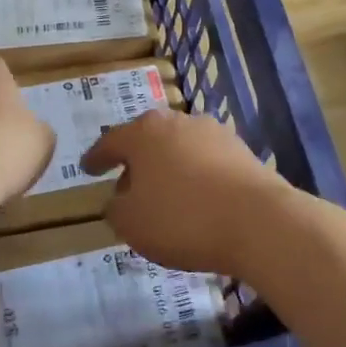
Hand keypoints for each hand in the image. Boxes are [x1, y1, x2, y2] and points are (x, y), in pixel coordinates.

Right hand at [81, 110, 296, 280]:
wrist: (258, 221)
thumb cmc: (182, 219)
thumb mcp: (132, 223)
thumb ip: (116, 208)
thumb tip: (118, 199)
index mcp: (144, 133)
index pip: (111, 142)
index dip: (96, 158)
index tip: (88, 169)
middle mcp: (178, 122)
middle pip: (148, 139)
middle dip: (135, 161)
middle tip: (126, 185)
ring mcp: (213, 133)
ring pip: (179, 147)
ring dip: (167, 167)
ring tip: (163, 196)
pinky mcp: (241, 150)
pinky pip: (206, 161)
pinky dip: (195, 176)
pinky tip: (196, 199)